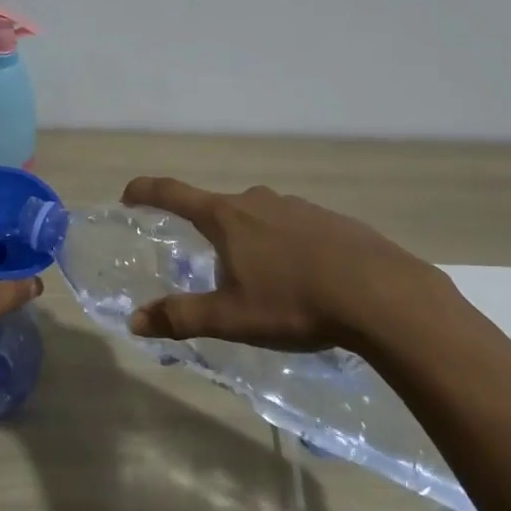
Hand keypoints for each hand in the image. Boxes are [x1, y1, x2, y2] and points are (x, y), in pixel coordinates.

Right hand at [120, 177, 458, 354]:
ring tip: (260, 278)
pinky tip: (302, 276)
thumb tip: (134, 320)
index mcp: (226, 217)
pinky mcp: (329, 218)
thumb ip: (181, 317)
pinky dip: (283, 244)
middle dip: (206, 230)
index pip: (173, 193)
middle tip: (207, 263)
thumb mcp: (231, 318)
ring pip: (257, 217)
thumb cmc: (295, 302)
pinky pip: (292, 226)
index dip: (146, 191)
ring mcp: (296, 205)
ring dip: (248, 238)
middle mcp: (256, 200)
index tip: (129, 194)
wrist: (382, 294)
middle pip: (217, 208)